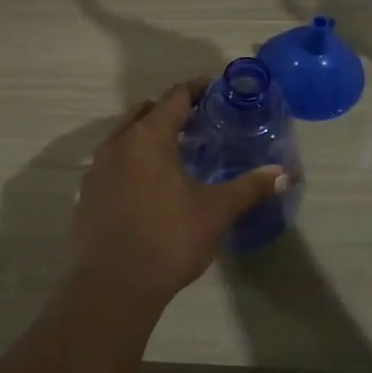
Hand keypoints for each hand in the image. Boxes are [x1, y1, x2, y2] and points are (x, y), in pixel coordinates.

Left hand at [73, 78, 287, 305]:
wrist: (114, 285)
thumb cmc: (169, 238)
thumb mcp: (215, 212)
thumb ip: (249, 188)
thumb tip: (285, 174)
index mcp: (148, 137)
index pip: (174, 98)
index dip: (196, 89)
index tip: (214, 87)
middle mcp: (117, 144)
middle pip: (145, 112)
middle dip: (170, 111)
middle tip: (198, 121)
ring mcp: (96, 169)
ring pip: (124, 137)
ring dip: (148, 136)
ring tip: (174, 153)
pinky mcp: (87, 194)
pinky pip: (112, 164)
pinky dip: (131, 162)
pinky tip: (148, 186)